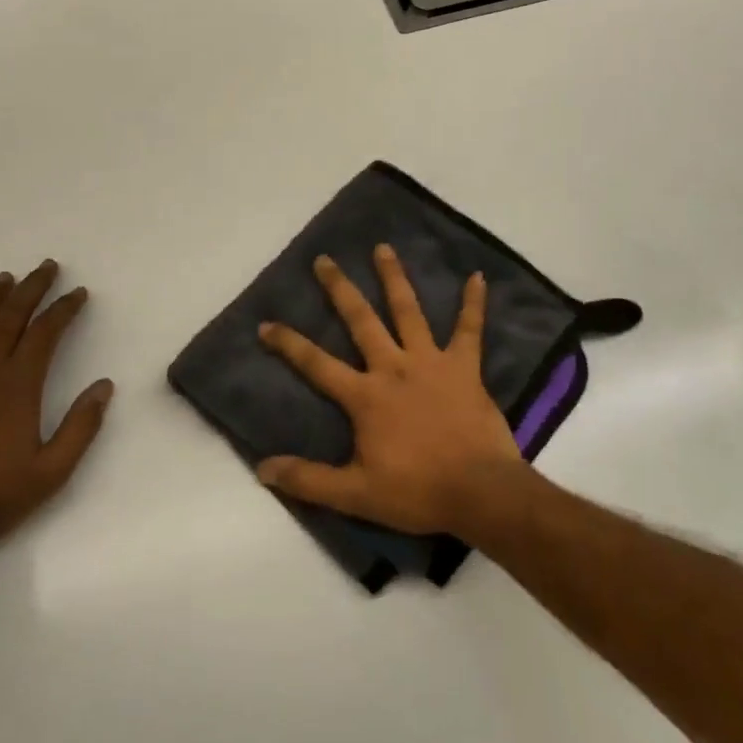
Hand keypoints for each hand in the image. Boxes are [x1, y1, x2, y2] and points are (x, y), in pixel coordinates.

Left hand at [0, 260, 113, 550]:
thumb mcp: (53, 471)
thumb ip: (81, 426)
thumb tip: (104, 385)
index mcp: (18, 387)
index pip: (45, 334)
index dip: (63, 309)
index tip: (78, 293)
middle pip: (9, 319)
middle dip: (30, 290)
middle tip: (46, 267)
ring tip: (4, 278)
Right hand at [258, 244, 536, 536]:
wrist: (480, 492)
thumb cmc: (416, 492)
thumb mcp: (354, 494)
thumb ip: (308, 479)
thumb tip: (262, 469)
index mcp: (365, 396)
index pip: (316, 364)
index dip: (288, 344)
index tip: (266, 323)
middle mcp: (393, 368)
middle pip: (361, 321)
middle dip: (339, 289)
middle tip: (324, 259)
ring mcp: (431, 362)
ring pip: (408, 311)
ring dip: (394, 278)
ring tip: (382, 248)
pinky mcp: (465, 367)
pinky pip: (470, 329)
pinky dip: (474, 303)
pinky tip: (478, 277)